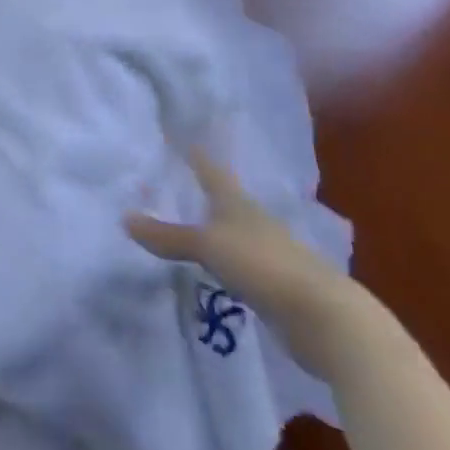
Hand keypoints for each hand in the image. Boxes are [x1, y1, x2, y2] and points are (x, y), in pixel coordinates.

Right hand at [126, 147, 370, 375]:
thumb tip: (124, 218)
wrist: (324, 317)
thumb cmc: (263, 265)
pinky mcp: (272, 284)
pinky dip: (221, 259)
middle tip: (171, 177)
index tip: (175, 132)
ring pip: (230, 230)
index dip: (192, 150)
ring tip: (185, 220)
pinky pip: (237, 263)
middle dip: (200, 187)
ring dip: (211, 225)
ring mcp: (265, 251)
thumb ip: (169, 236)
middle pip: (221, 196)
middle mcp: (250, 217)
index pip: (209, 166)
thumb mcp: (209, 246)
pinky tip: (210, 266)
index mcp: (236, 200)